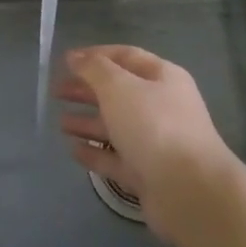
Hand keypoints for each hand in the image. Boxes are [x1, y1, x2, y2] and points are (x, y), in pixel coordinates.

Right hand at [53, 44, 239, 240]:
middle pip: (119, 92)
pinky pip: (116, 158)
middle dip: (87, 90)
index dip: (95, 55)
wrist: (189, 191)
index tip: (65, 61)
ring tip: (60, 123)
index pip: (125, 56)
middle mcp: (161, 106)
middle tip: (56, 91)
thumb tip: (76, 57)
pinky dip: (95, 153)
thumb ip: (94, 69)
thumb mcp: (119, 87)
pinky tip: (73, 150)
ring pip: (116, 126)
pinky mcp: (148, 175)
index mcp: (162, 77)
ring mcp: (156, 143)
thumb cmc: (154, 126)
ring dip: (88, 122)